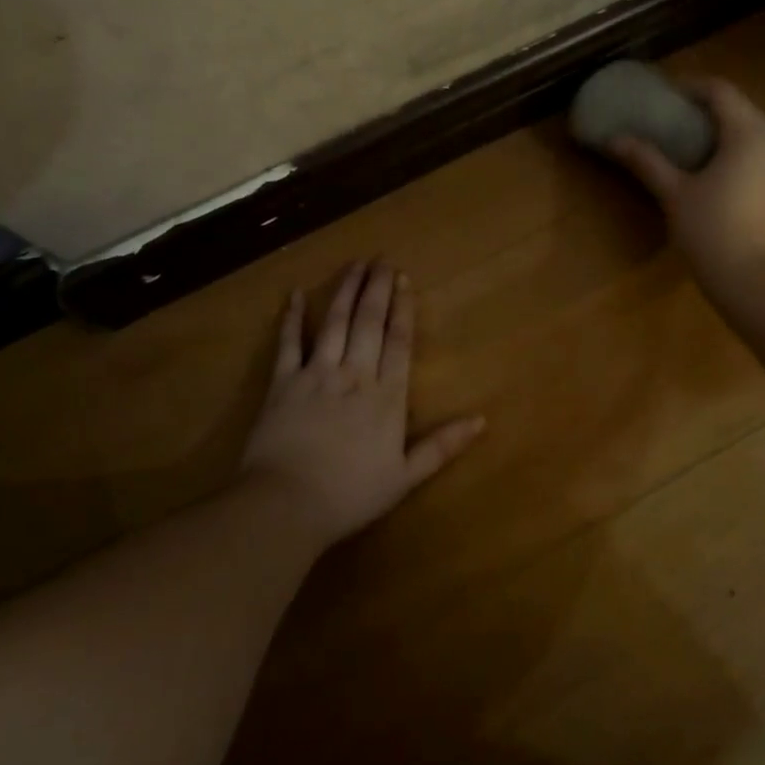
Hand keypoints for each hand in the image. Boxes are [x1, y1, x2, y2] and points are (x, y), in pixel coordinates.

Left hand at [240, 261, 484, 545]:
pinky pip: (289, 342)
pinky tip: (296, 293)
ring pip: (336, 322)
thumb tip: (482, 420)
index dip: (403, 309)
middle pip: (369, 322)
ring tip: (354, 264)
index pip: (399, 341)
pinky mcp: (283, 381)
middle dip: (377, 288)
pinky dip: (292, 316)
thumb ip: (442, 446)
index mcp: (386, 396)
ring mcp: (316, 374)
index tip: (405, 280)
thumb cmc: (350, 495)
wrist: (286, 504)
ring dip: (346, 291)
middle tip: (382, 259)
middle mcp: (354, 374)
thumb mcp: (405, 477)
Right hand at [610, 77, 764, 288]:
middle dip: (708, 110)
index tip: (666, 94)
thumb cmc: (713, 230)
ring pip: (754, 135)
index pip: (722, 92)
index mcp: (748, 134)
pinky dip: (738, 154)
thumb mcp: (674, 193)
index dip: (692, 87)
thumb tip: (615, 140)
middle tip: (674, 119)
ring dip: (725, 132)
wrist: (758, 281)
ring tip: (691, 146)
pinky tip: (715, 174)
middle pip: (741, 111)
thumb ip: (647, 161)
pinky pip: (761, 158)